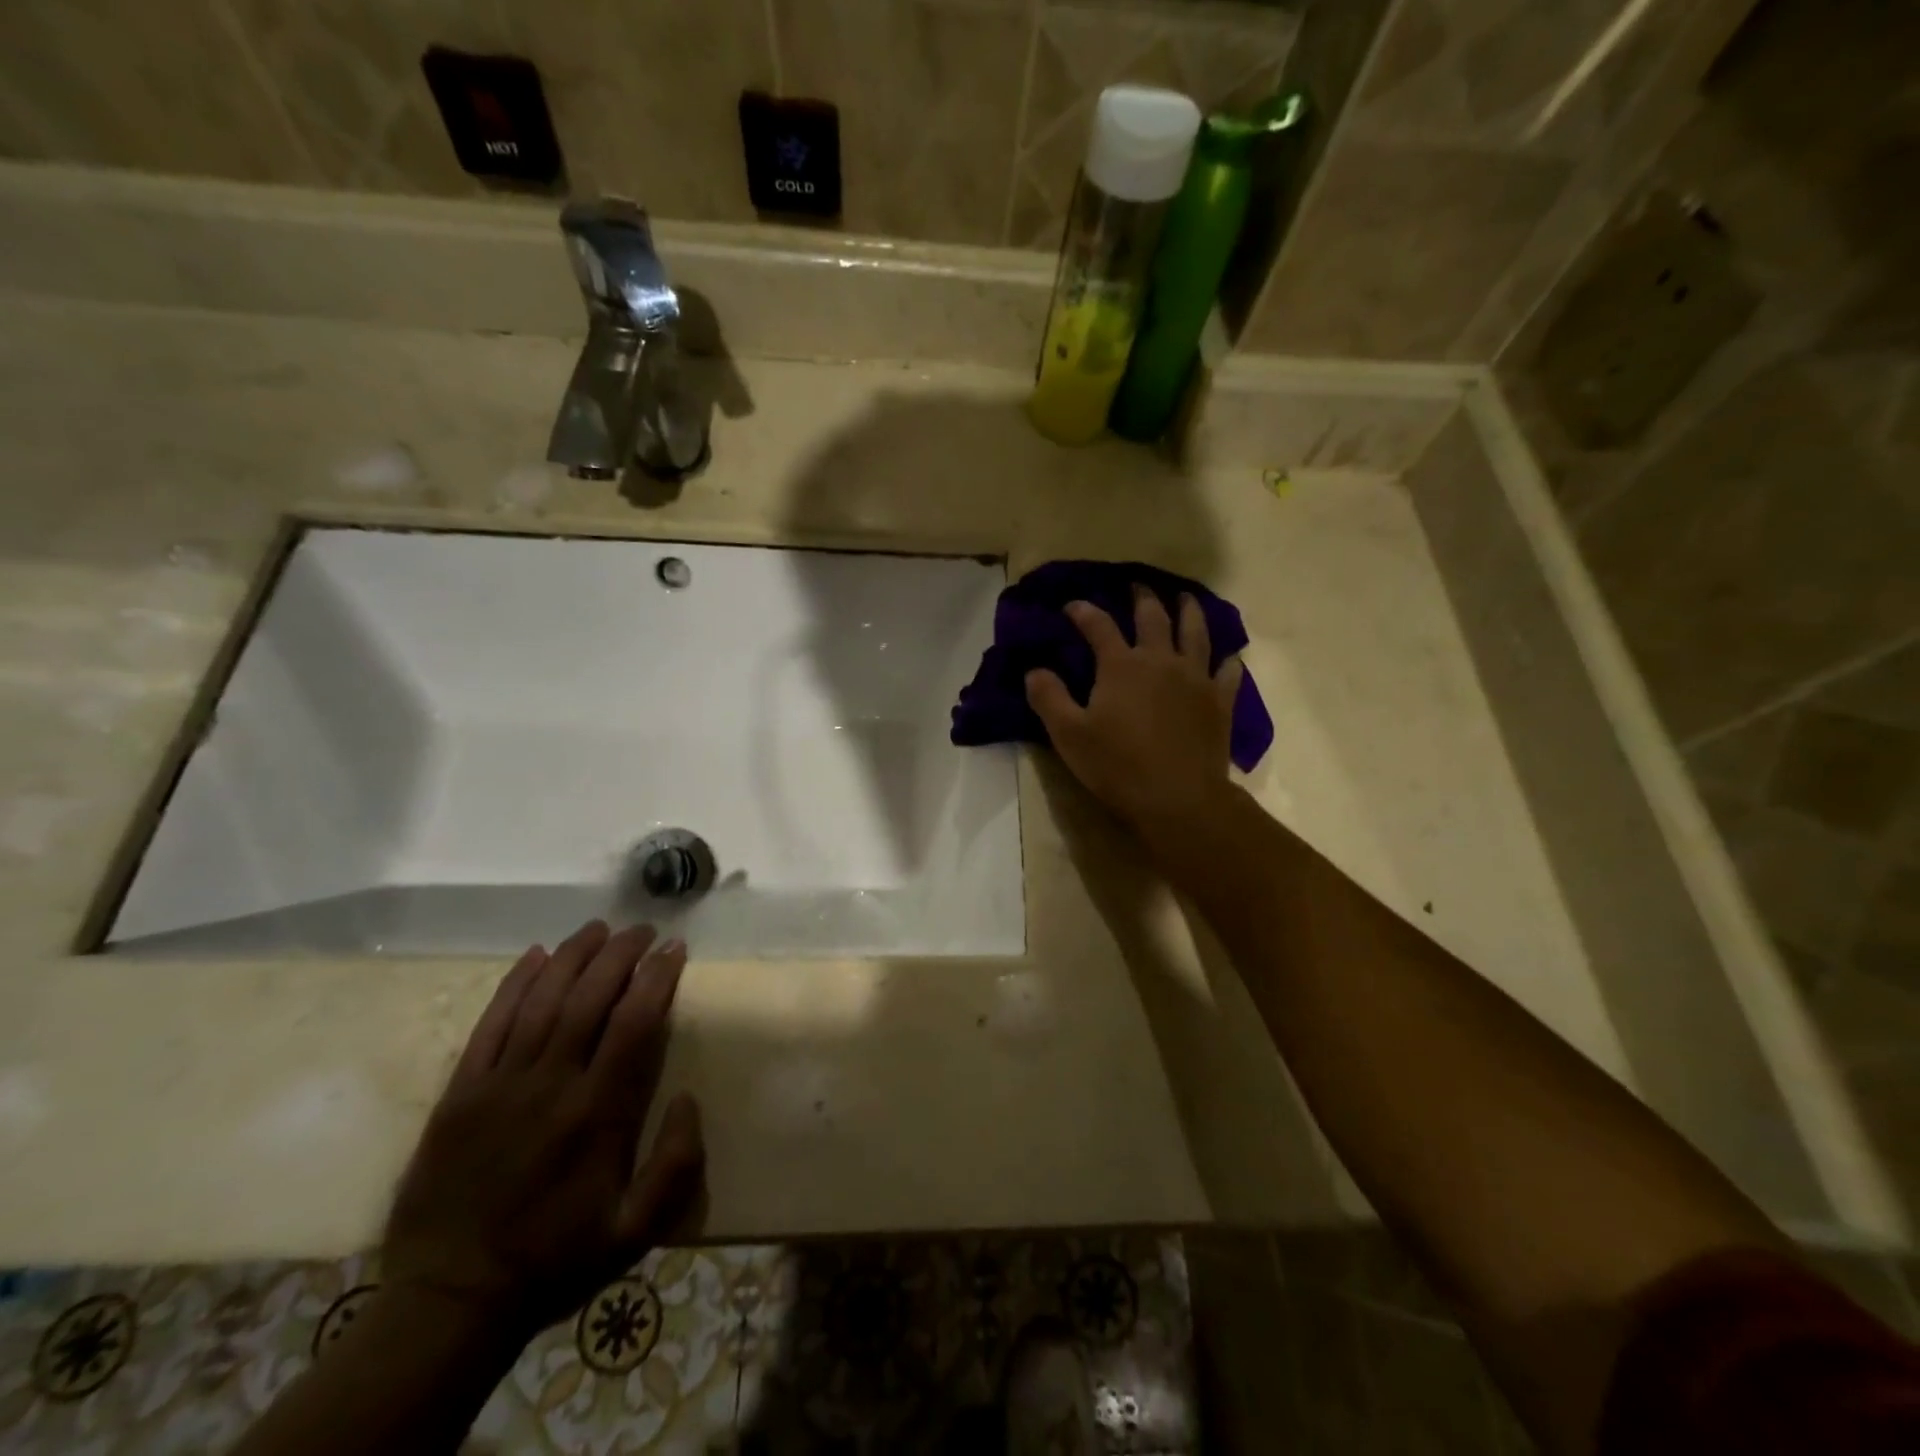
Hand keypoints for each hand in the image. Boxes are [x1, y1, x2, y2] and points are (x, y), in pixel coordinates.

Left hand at [382, 921, 704, 1342]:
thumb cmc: (554, 1260)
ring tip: (599, 928)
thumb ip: (676, 1164)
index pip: (633, 1023)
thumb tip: (689, 1097)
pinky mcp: (459, 1093)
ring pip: (541, 1001)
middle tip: (644, 929)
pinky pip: (489, 1025)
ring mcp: (498, 1085)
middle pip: (589, 998)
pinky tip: (535, 956)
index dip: (657, 977)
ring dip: (573, 956)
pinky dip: (514, 984)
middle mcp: (549, 1085)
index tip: (675, 949)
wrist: (447, 1302)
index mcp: (596, 1114)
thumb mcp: (634, 1232)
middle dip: (621, 954)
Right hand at [1025, 588, 1243, 840]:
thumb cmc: (1117, 766)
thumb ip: (1049, 698)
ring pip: (1195, 633)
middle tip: (1136, 586)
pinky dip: (1227, 661)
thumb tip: (1034, 670)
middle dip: (1142, 598)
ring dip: (1189, 611)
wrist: (1178, 798)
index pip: (1098, 626)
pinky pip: (1227, 672)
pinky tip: (1228, 657)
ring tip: (1185, 598)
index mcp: (1121, 665)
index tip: (1072, 605)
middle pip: (1153, 617)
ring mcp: (1195, 678)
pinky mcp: (1219, 701)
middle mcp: (1161, 660)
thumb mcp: (1068, 735)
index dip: (1083, 611)